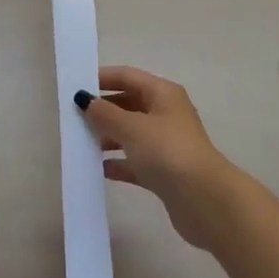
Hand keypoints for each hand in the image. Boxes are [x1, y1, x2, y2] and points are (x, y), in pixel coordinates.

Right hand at [76, 66, 232, 249]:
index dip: (102, 78)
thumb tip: (84, 99)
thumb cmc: (167, 152)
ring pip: (131, 133)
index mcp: (162, 94)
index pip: (128, 76)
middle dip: (102, 110)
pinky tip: (99, 169)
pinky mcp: (165, 172)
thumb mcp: (131, 127)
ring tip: (81, 143)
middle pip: (128, 104)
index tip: (75, 86)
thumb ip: (104, 113)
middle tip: (73, 117)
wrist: (205, 200)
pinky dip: (118, 163)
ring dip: (107, 137)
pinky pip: (135, 161)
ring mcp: (166, 144)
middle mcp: (166, 114)